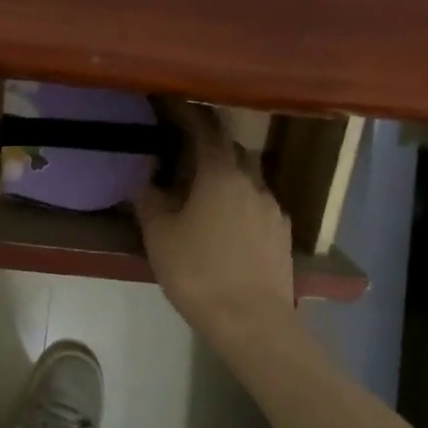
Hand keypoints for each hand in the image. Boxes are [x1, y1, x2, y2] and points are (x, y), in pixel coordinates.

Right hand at [135, 107, 294, 348]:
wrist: (252, 322)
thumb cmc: (198, 273)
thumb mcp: (159, 237)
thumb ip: (149, 200)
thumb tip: (145, 177)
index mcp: (221, 174)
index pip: (205, 130)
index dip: (187, 114)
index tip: (170, 104)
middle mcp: (253, 182)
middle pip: (231, 150)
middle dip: (209, 146)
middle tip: (183, 153)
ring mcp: (273, 208)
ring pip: (247, 179)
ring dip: (226, 176)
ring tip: (204, 193)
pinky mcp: (282, 234)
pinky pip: (258, 205)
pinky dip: (240, 203)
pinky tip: (227, 225)